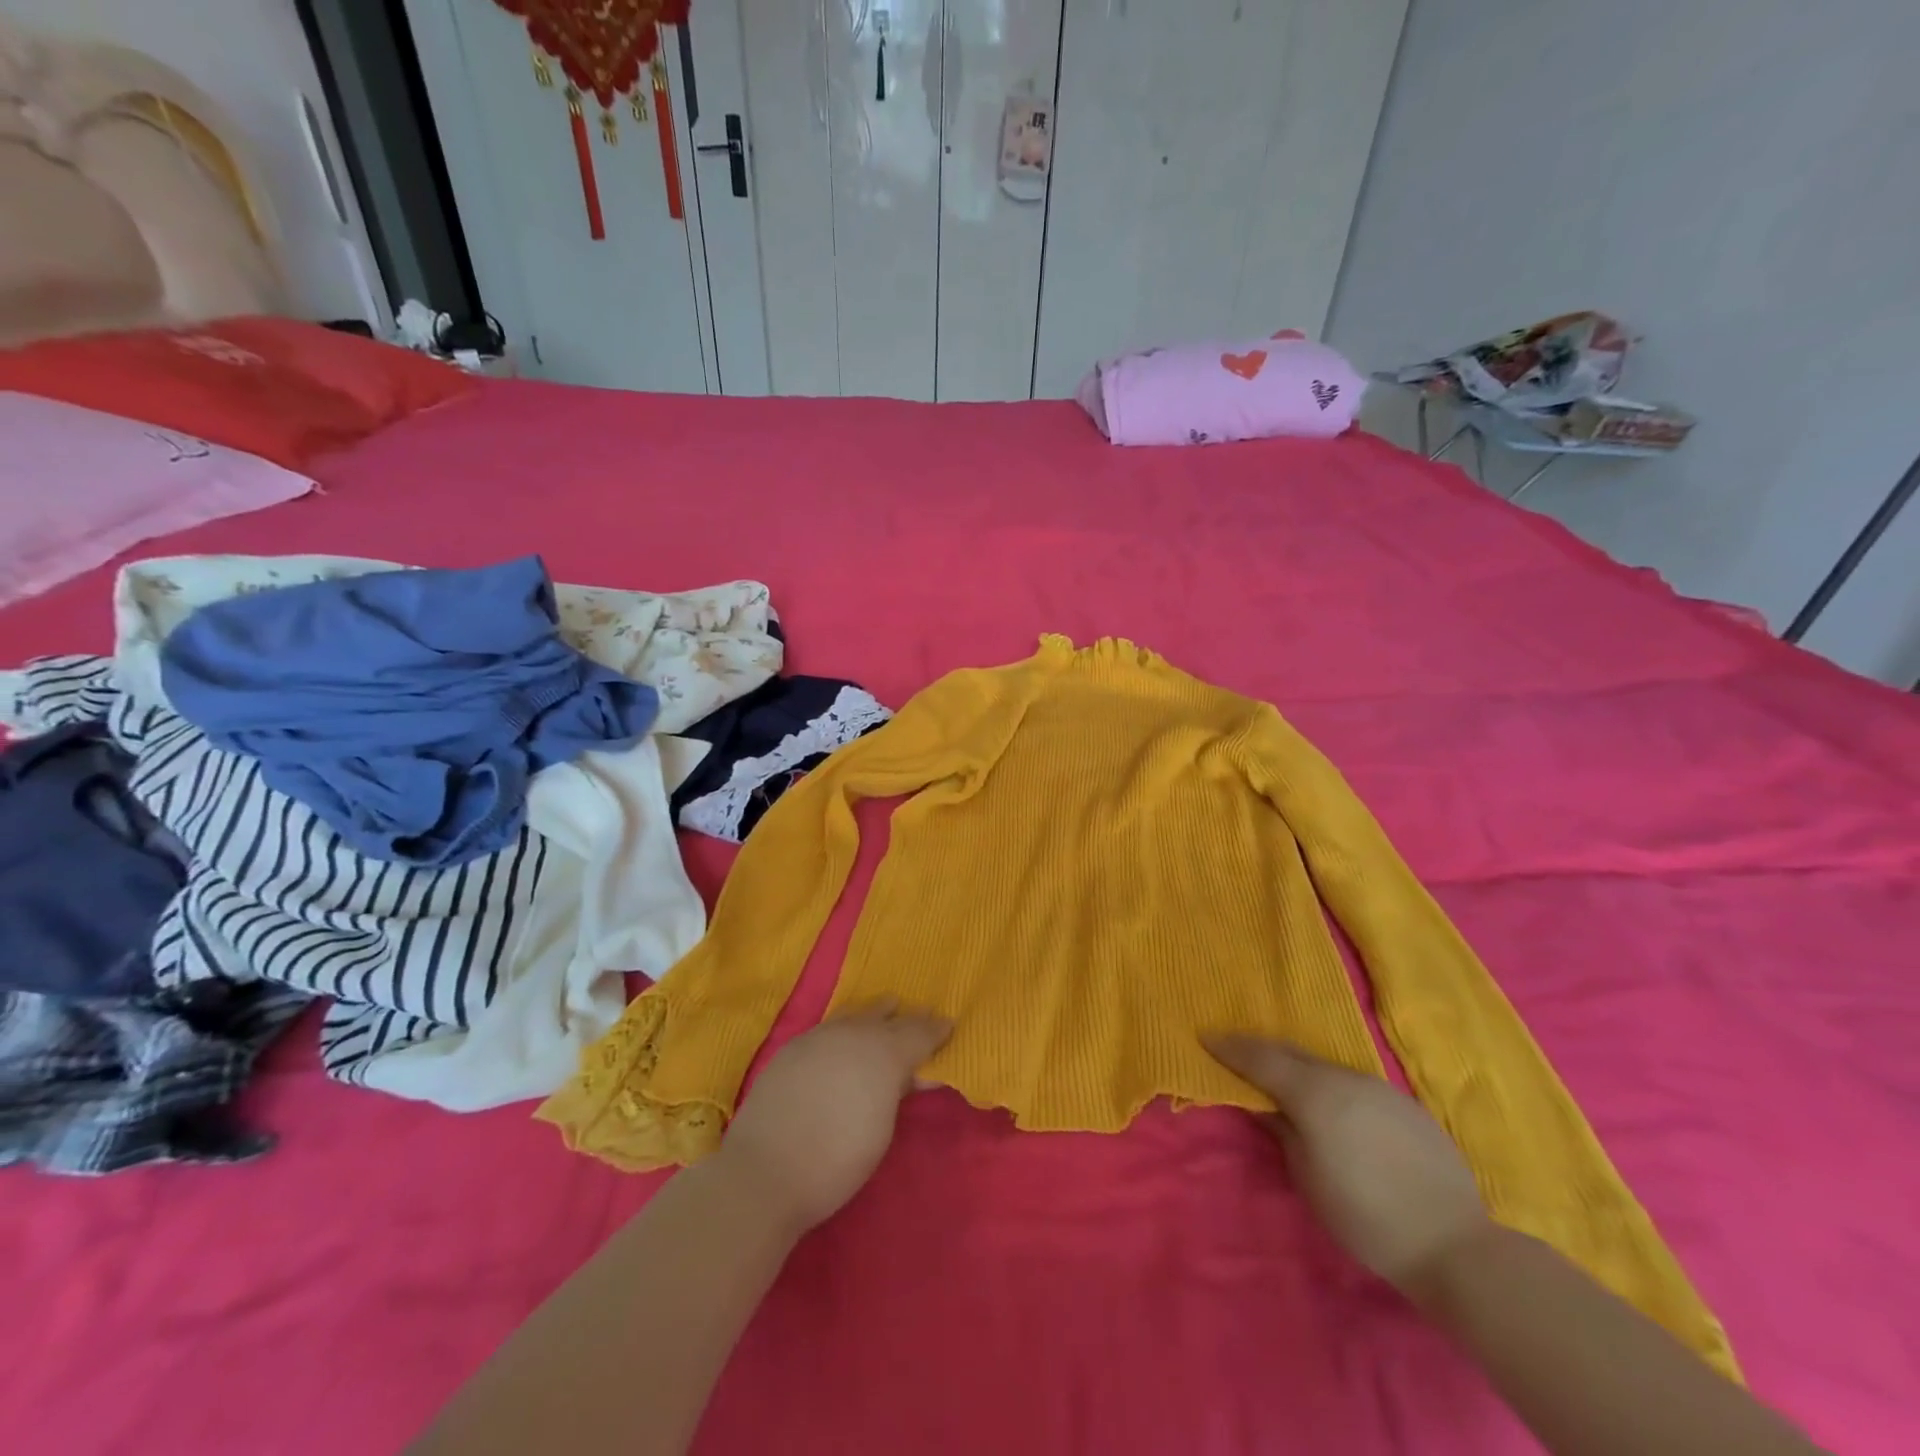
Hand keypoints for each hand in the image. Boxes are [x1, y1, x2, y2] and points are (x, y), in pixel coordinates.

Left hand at [718, 1002, 951, 1234]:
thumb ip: (896, 1092)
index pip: (918, 1033)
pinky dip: (845, 1028)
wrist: (764, 1171)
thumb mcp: (882, 1130)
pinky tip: (844, 1039)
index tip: (949, 1024)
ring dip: (873, 1015)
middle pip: (887, 1017)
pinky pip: (829, 1027)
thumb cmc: (836, 1161)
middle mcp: (853, 1033)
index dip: (936, 1030)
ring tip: (885, 1011)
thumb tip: (906, 1074)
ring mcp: (819, 1036)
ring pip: (855, 1015)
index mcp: (884, 1052)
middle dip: (905, 1019)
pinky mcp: (793, 1047)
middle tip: (920, 1020)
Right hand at [1203, 1034, 1494, 1296]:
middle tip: (1235, 1051)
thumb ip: (1282, 1130)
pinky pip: (1353, 1083)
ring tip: (1281, 1078)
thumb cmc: (1365, 1216)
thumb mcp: (1307, 1176)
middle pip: (1293, 1052)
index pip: (1261, 1059)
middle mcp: (1345, 1078)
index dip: (1230, 1048)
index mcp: (1314, 1093)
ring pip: (1325, 1066)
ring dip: (1298, 1067)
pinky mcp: (1405, 1104)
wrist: (1454, 1244)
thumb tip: (1265, 1106)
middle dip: (1261, 1050)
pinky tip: (1331, 1105)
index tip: (1205, 1036)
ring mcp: (1379, 1087)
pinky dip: (1330, 1084)